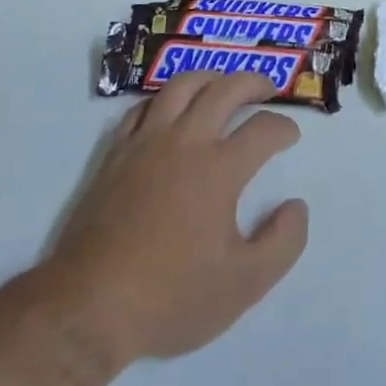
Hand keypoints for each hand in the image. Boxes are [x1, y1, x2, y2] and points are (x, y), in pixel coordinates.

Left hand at [45, 72, 308, 362]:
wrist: (89, 308)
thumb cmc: (171, 297)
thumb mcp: (245, 284)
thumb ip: (283, 242)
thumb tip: (296, 206)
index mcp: (219, 169)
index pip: (263, 130)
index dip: (284, 127)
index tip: (291, 135)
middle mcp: (185, 142)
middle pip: (224, 90)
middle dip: (252, 82)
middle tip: (267, 88)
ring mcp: (146, 144)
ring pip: (180, 86)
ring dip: (209, 77)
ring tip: (222, 84)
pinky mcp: (116, 154)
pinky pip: (143, 107)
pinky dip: (165, 99)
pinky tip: (171, 110)